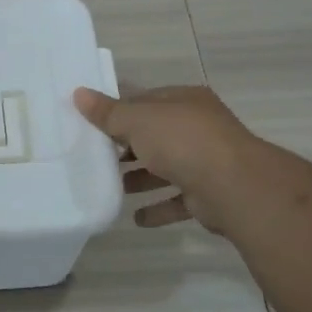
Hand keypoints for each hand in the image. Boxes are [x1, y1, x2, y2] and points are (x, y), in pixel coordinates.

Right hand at [74, 86, 252, 237]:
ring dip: (140, 178)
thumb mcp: (137, 121)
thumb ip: (108, 112)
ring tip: (112, 187)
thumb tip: (78, 93)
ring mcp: (205, 161)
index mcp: (184, 101)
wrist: (233, 186)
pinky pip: (176, 200)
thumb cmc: (182, 141)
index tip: (90, 124)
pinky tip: (136, 218)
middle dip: (126, 147)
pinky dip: (157, 208)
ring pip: (165, 168)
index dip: (118, 110)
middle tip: (95, 157)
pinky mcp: (207, 194)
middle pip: (154, 135)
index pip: (145, 101)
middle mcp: (198, 128)